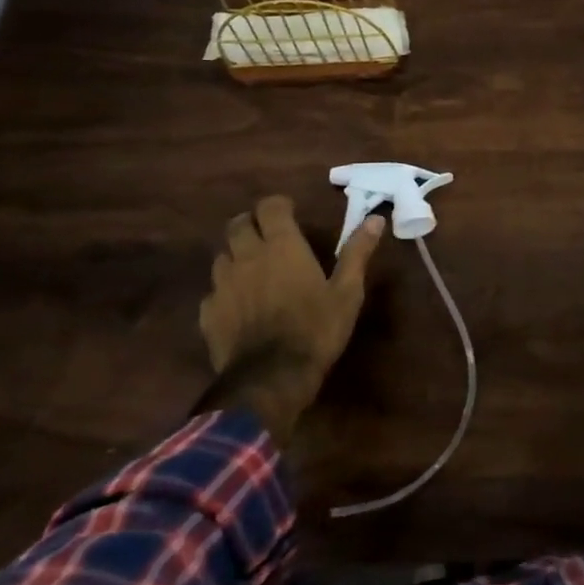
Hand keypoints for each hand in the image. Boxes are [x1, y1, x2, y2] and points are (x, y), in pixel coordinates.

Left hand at [199, 194, 383, 386]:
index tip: (291, 213)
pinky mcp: (208, 313)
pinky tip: (239, 305)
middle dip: (252, 223)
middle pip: (237, 225)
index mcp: (282, 246)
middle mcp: (248, 257)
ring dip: (236, 255)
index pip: (269, 207)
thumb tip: (375, 219)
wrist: (271, 378)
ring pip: (222, 256)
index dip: (278, 205)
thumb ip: (357, 252)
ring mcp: (223, 285)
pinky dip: (225, 290)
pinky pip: (213, 290)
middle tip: (269, 235)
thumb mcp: (348, 291)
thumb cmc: (317, 329)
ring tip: (253, 268)